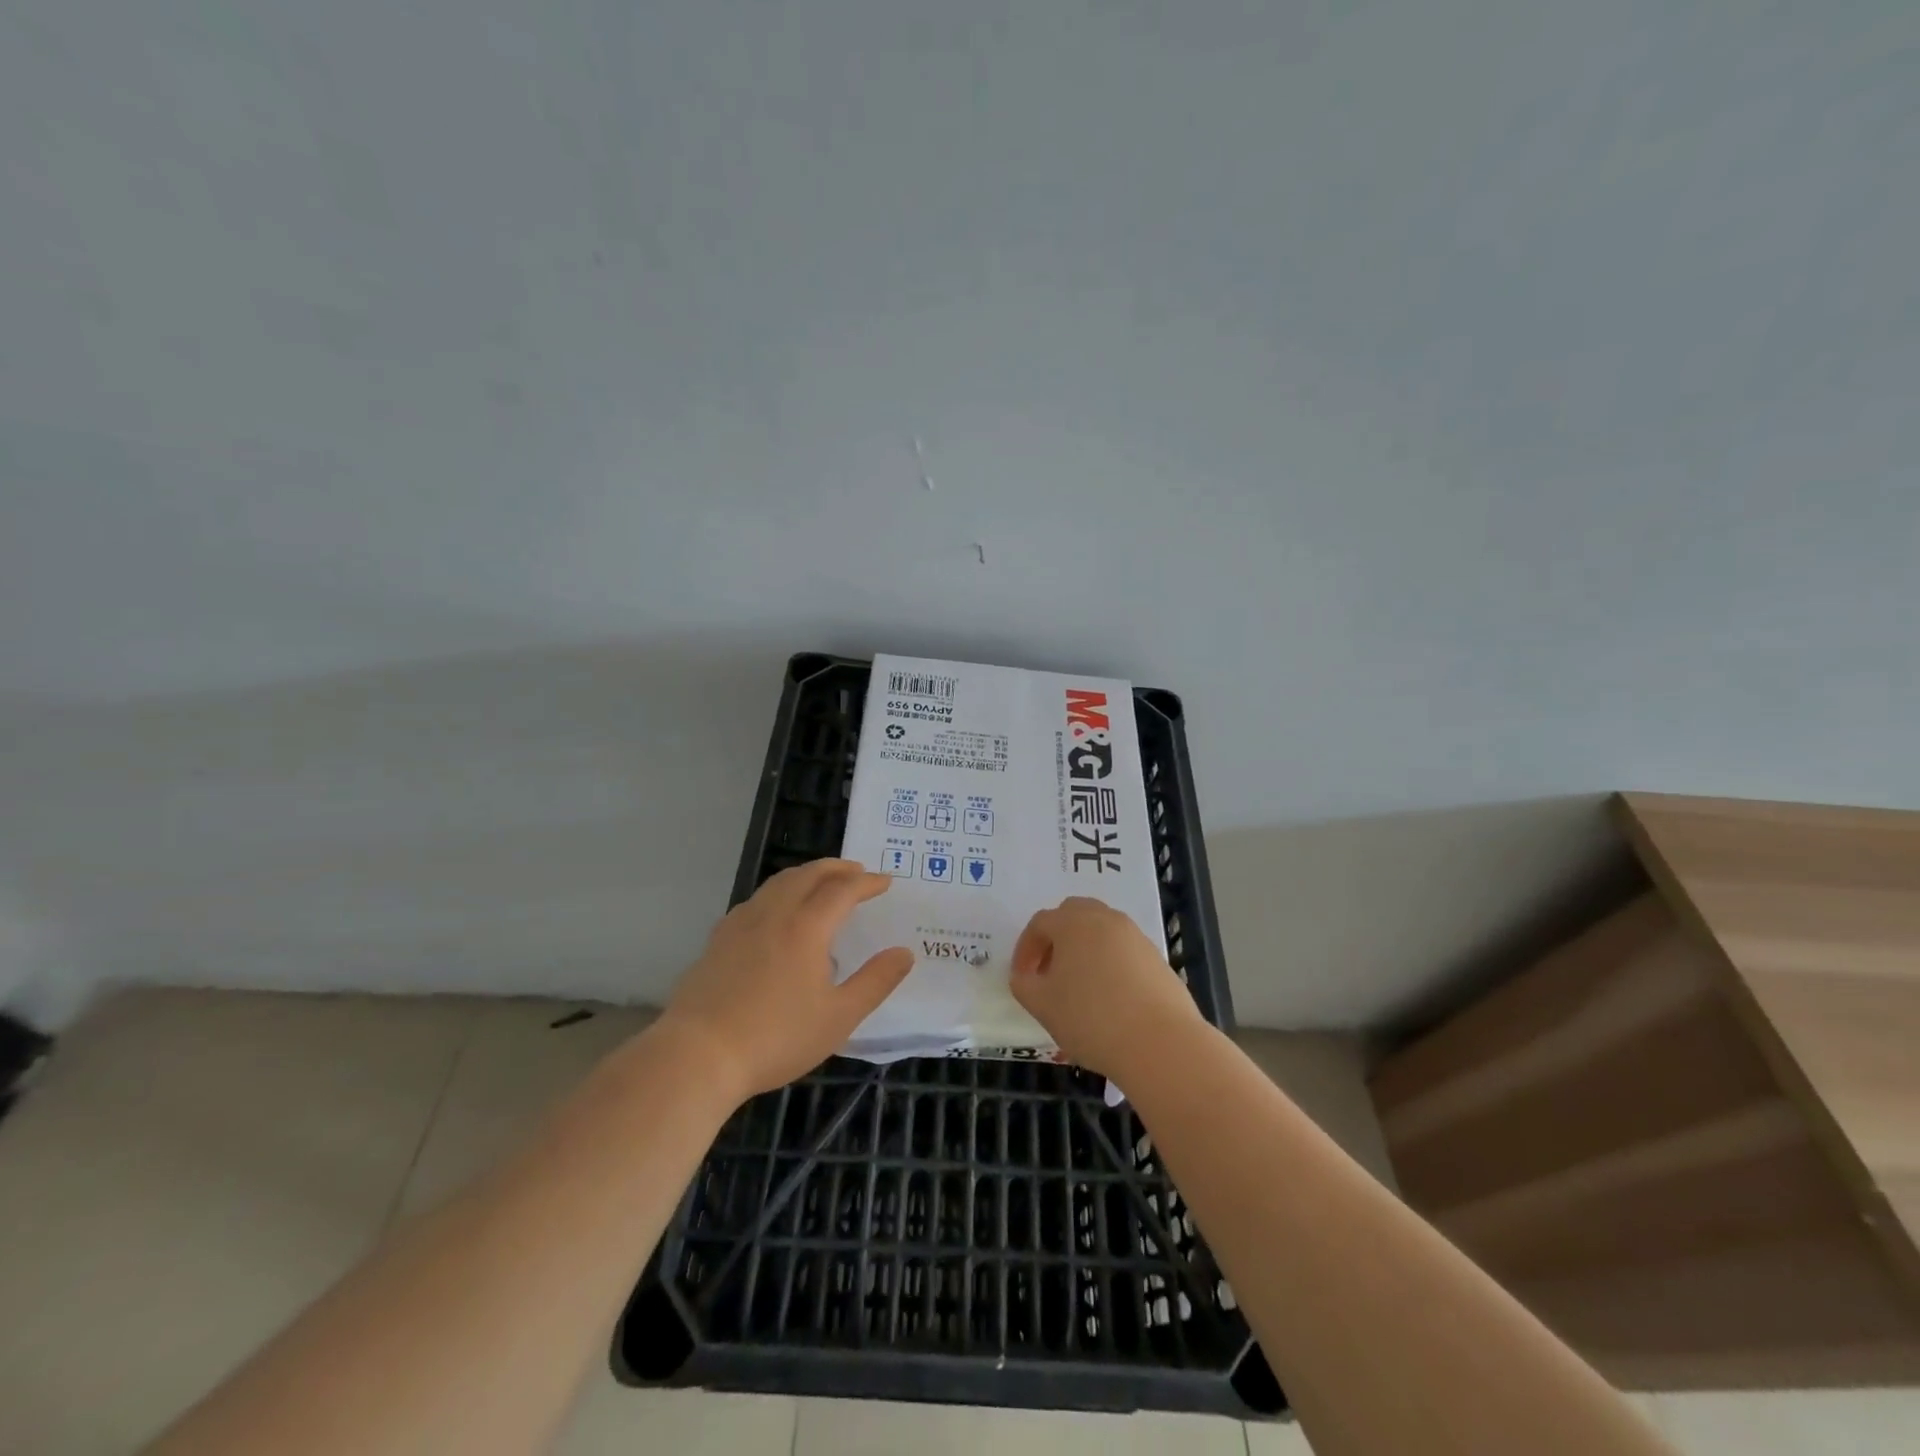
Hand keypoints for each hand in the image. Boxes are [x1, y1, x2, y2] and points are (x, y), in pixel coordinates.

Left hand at [659, 860, 914, 1101]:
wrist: (698, 1054)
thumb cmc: (776, 1037)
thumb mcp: (839, 1017)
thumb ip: (875, 981)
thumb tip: (904, 953)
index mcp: (807, 927)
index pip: (843, 889)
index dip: (867, 882)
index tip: (886, 882)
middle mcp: (774, 913)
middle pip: (809, 874)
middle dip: (837, 868)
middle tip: (858, 872)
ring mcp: (741, 922)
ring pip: (779, 882)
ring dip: (807, 874)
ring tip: (821, 882)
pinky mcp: (719, 938)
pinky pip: (756, 899)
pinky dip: (779, 891)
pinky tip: (776, 912)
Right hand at [1010, 896, 1202, 1077]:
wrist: (1160, 1043)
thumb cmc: (1091, 1019)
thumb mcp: (1043, 1005)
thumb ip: (1024, 985)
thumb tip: (1025, 976)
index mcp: (1073, 922)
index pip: (1040, 923)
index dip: (1025, 949)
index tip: (1022, 977)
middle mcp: (1105, 919)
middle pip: (1074, 914)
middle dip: (1056, 938)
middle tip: (1049, 971)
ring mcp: (1135, 936)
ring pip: (1101, 931)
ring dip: (1084, 949)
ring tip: (1078, 986)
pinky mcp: (1157, 958)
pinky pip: (1123, 950)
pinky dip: (1109, 963)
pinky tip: (1108, 997)